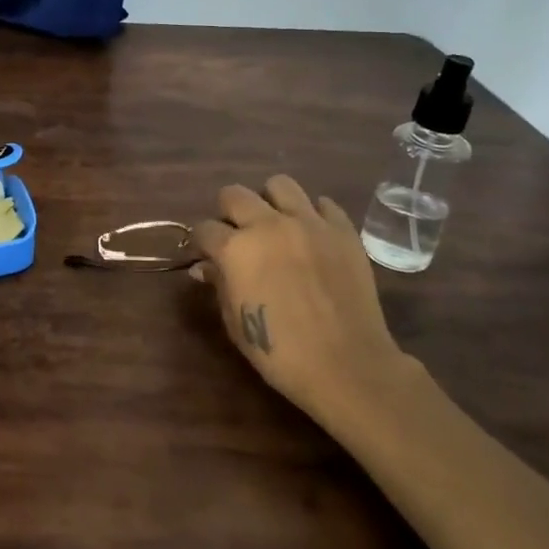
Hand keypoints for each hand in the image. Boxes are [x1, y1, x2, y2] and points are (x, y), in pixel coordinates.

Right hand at [193, 176, 422, 432]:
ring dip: (270, 202)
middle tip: (238, 236)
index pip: (204, 229)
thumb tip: (206, 267)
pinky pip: (323, 204)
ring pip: (279, 185)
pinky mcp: (342, 230)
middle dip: (229, 212)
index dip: (202, 243)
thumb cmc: (279, 351)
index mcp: (235, 249)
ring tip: (276, 225)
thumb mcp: (235, 322)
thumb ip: (219, 285)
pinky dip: (313, 214)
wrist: (346, 364)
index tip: (207, 255)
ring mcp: (309, 223)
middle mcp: (268, 225)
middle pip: (234, 194)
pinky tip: (312, 236)